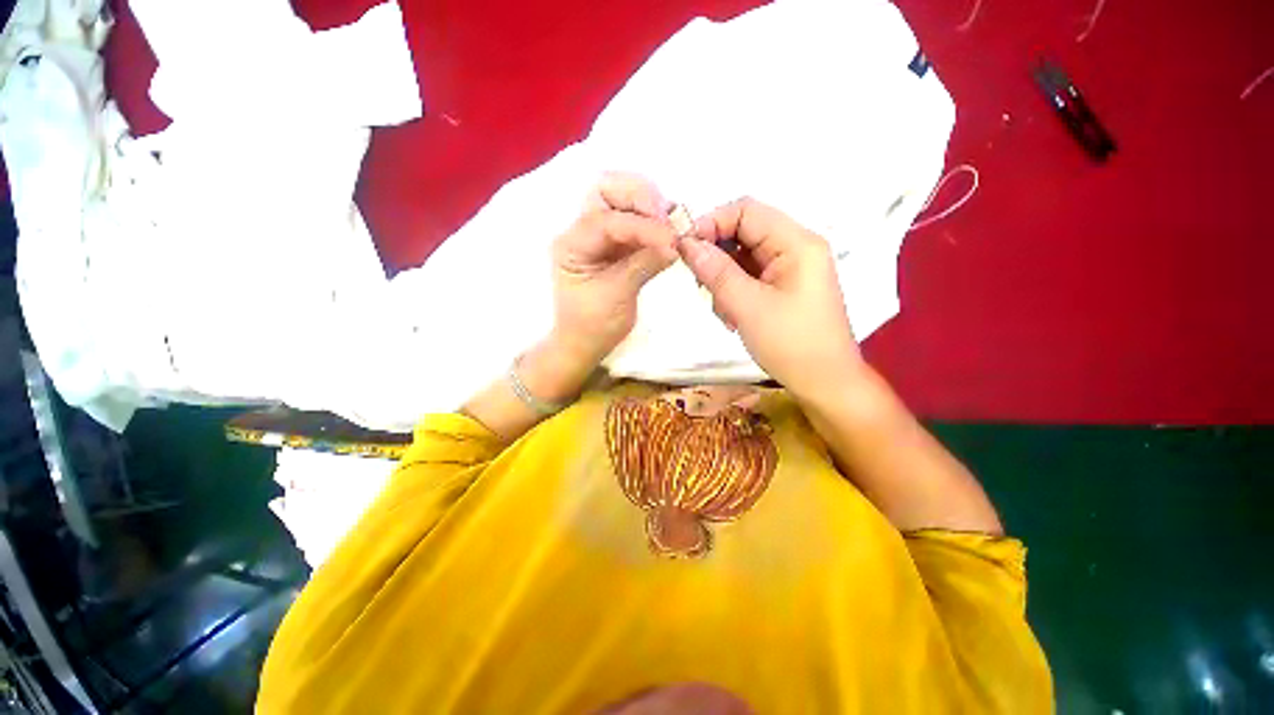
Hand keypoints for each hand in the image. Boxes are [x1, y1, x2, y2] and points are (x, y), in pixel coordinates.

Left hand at [551, 173, 677, 367]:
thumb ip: (643, 265)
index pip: (604, 220)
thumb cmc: (593, 325)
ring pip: (622, 199)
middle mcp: (582, 232)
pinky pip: (637, 221)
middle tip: (667, 218)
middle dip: (639, 196)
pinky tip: (670, 230)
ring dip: (650, 204)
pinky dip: (655, 221)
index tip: (670, 238)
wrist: (586, 343)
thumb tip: (674, 243)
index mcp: (571, 245)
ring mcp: (601, 236)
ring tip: (672, 224)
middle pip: (606, 190)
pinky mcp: (618, 245)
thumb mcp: (616, 296)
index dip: (639, 224)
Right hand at [678, 198, 863, 399]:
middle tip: (702, 287)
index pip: (746, 211)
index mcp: (796, 243)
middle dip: (717, 258)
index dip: (711, 223)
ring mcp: (789, 270)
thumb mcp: (748, 307)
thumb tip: (686, 243)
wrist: (824, 383)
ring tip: (724, 311)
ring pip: (742, 258)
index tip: (684, 249)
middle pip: (743, 234)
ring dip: (723, 280)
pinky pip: (749, 277)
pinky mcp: (782, 288)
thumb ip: (716, 272)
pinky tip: (733, 317)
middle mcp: (795, 249)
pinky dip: (733, 293)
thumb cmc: (791, 344)